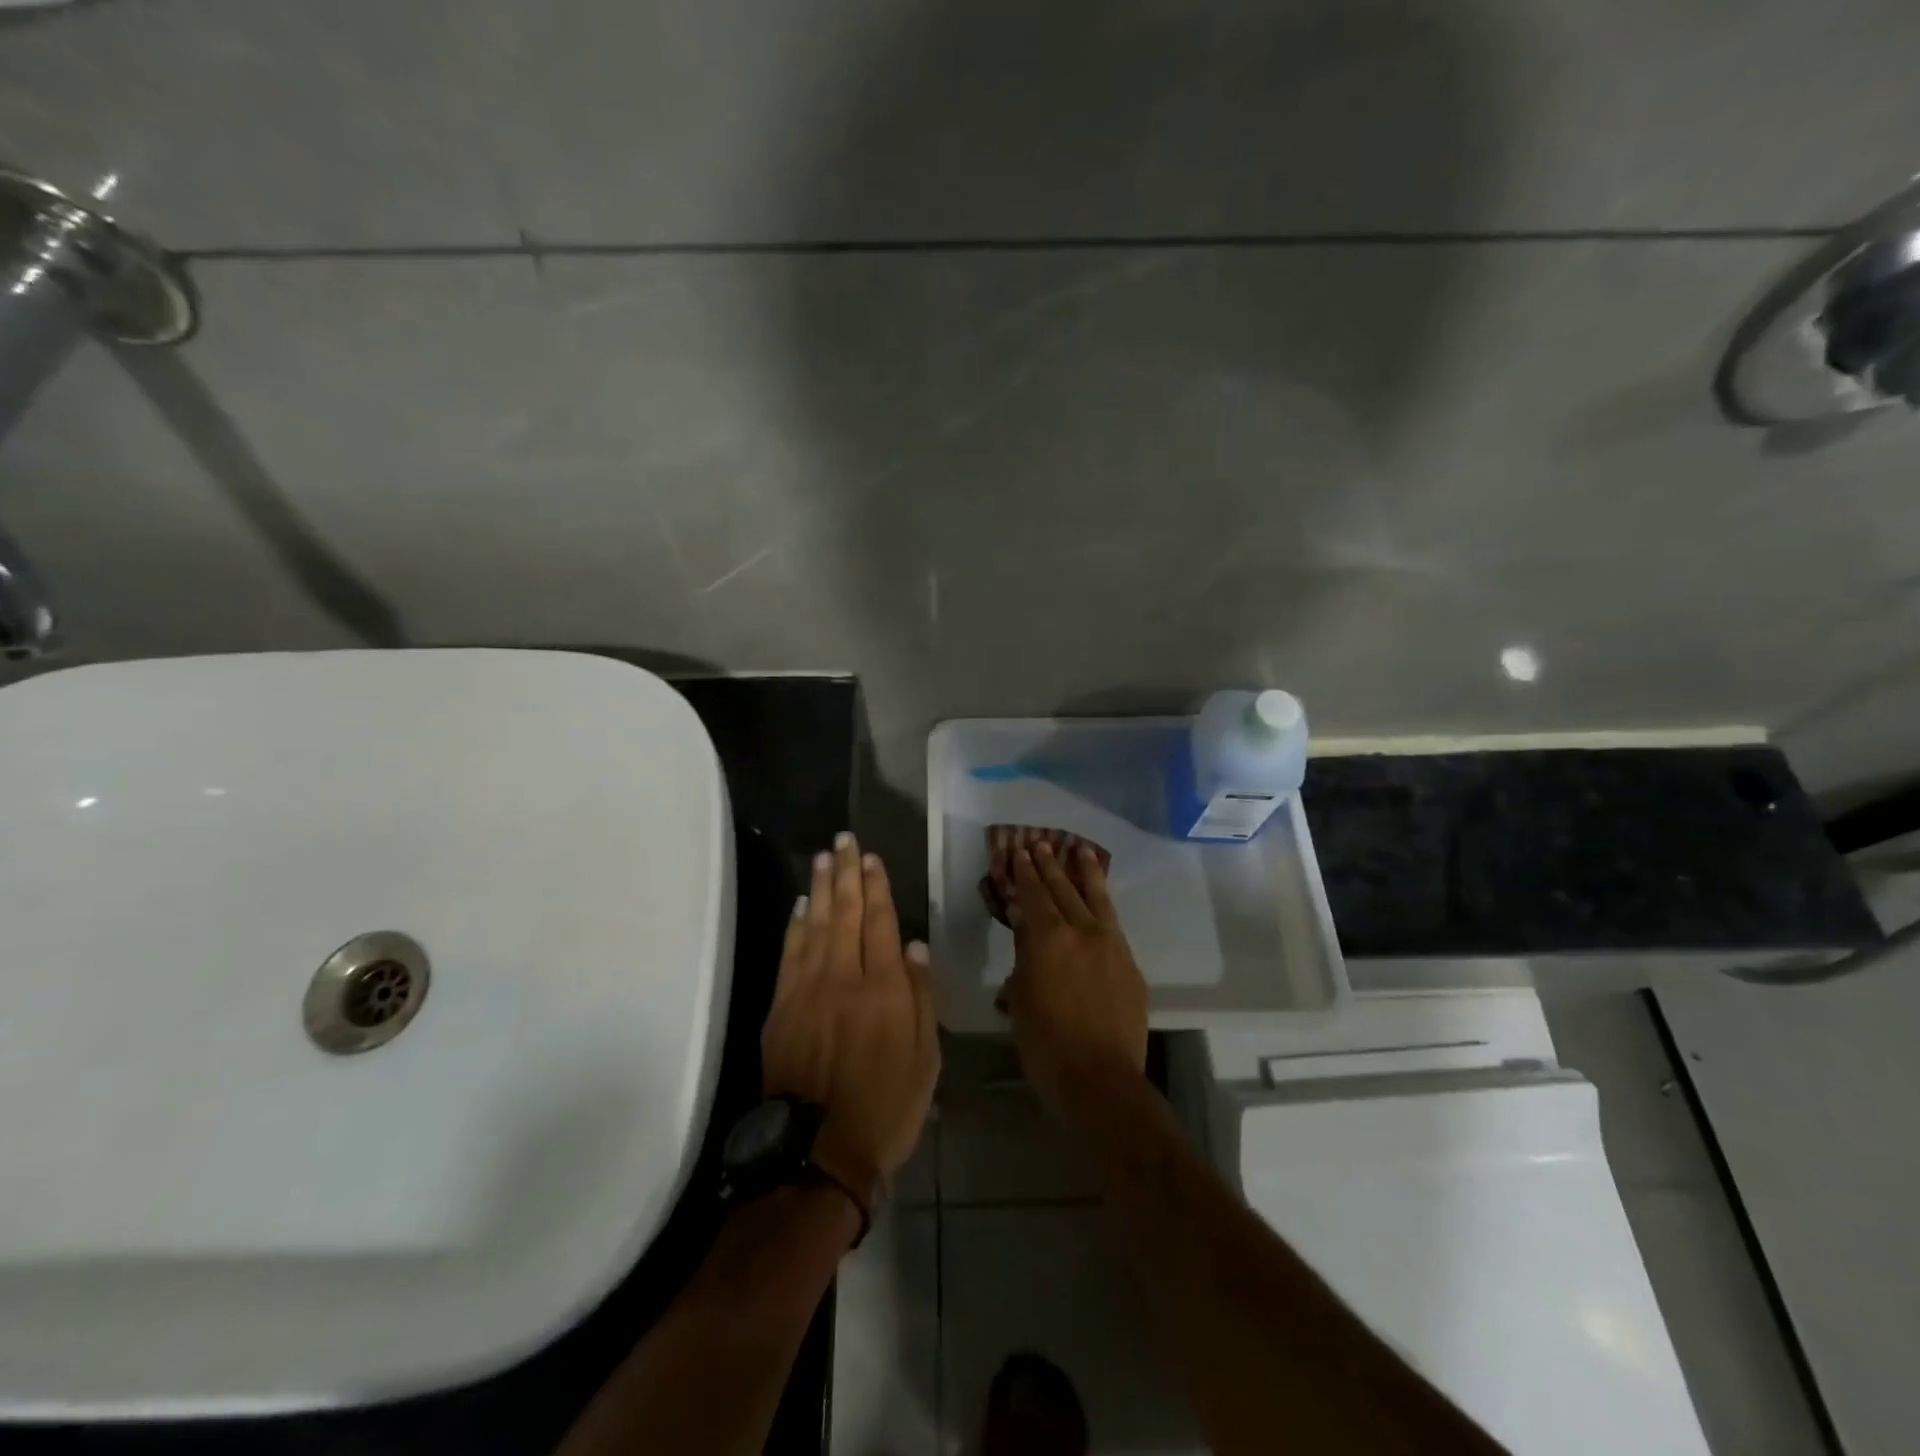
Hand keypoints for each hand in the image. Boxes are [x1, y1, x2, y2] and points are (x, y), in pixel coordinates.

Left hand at [760, 832, 939, 1210]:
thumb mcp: (925, 1058)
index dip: (876, 887)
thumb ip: (921, 997)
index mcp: (884, 988)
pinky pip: (789, 953)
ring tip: (824, 857)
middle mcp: (844, 977)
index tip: (872, 858)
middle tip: (845, 840)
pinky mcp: (781, 1007)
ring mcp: (807, 990)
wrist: (818, 1151)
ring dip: (820, 888)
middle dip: (847, 873)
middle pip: (845, 913)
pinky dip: (795, 924)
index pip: (880, 923)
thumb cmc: (886, 1107)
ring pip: (814, 925)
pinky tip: (799, 905)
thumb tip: (915, 946)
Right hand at [1002, 840, 1149, 1125]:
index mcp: (1048, 939)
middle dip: (1050, 865)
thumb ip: (1023, 959)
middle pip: (1063, 890)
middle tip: (1041, 843)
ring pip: (1096, 899)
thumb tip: (1024, 930)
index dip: (1025, 873)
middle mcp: (1081, 932)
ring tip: (1080, 849)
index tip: (1019, 852)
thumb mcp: (1020, 999)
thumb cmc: (1045, 1045)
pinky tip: (1100, 900)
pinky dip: (1103, 905)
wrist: (1101, 1080)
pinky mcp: (1130, 965)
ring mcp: (1111, 946)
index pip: (1034, 895)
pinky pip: (1114, 924)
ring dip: (1086, 873)